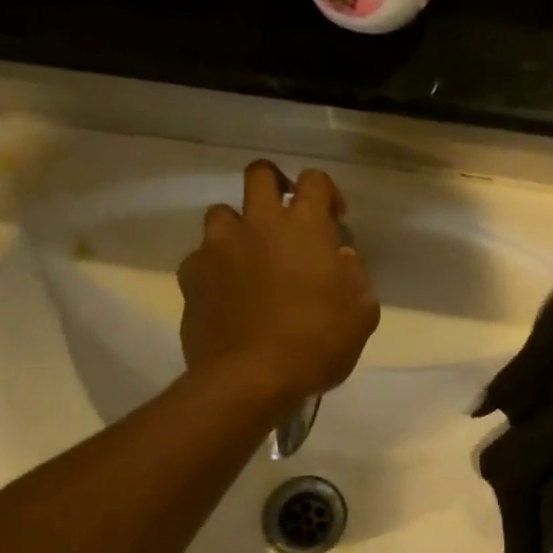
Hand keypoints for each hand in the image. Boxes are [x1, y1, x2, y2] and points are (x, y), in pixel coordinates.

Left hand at [178, 161, 379, 407]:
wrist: (250, 379)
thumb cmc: (316, 343)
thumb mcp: (361, 313)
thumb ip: (353, 276)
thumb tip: (338, 258)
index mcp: (304, 227)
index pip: (314, 180)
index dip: (326, 193)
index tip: (334, 220)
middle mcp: (258, 224)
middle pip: (259, 174)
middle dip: (274, 185)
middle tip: (286, 218)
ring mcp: (218, 247)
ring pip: (222, 213)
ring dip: (239, 228)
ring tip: (251, 258)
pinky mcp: (191, 275)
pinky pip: (201, 258)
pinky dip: (215, 268)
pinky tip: (226, 294)